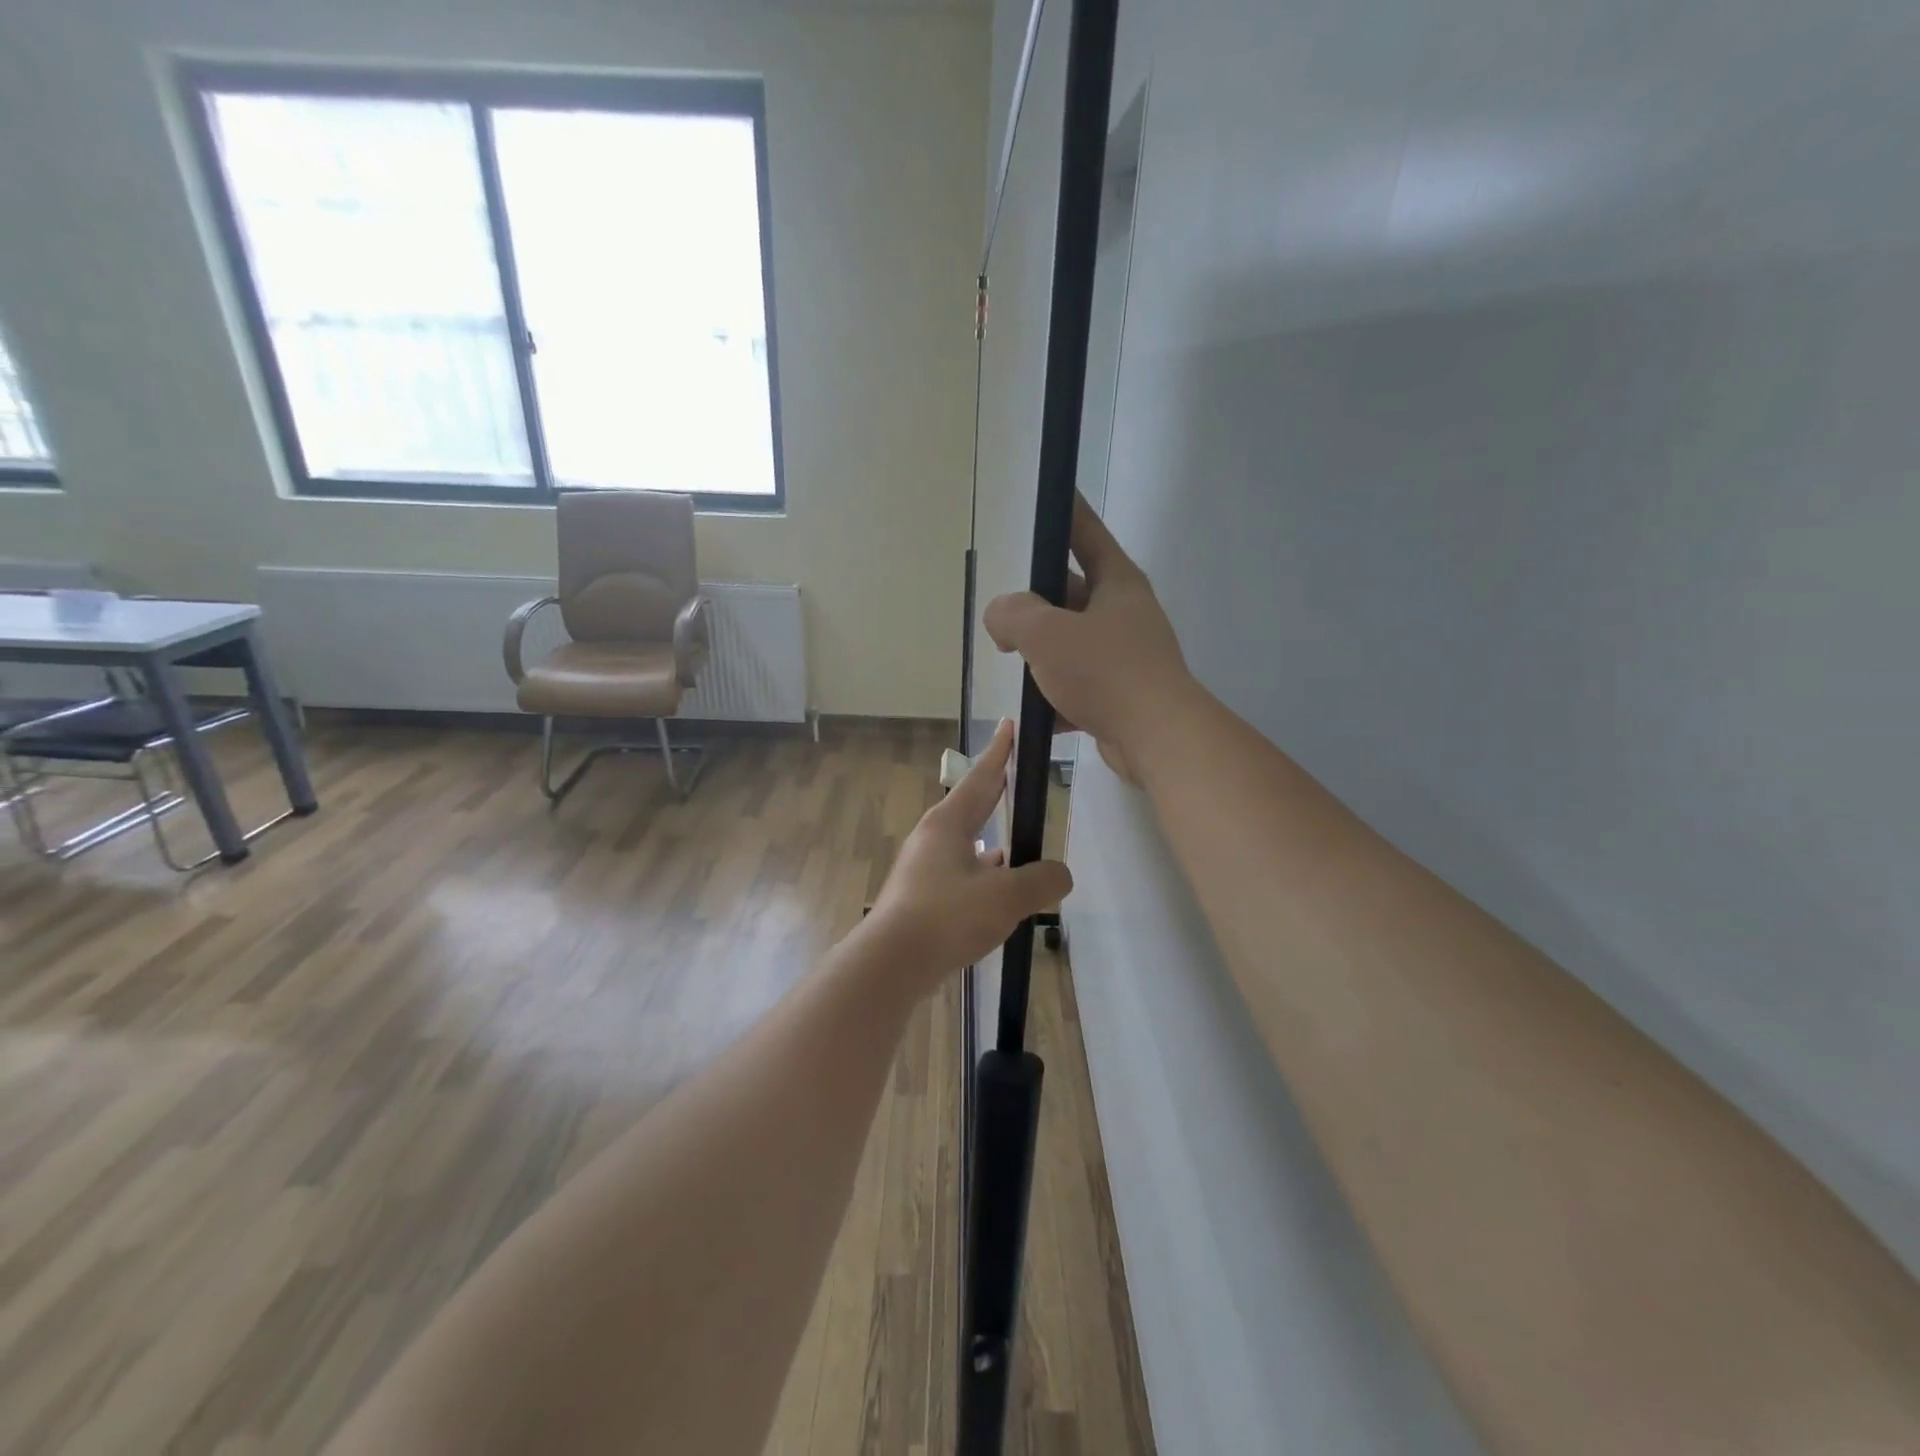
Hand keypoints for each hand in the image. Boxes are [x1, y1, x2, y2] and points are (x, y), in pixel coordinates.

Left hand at [862, 720, 1072, 991]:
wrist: (891, 963)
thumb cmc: (947, 916)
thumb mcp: (1007, 897)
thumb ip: (1041, 881)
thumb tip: (1060, 875)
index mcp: (949, 823)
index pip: (983, 777)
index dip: (1001, 752)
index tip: (1009, 726)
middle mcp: (932, 838)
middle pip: (971, 805)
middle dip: (996, 791)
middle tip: (1017, 776)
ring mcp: (923, 868)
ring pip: (965, 843)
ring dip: (990, 838)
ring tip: (1017, 843)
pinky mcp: (921, 896)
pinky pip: (960, 872)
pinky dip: (981, 872)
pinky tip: (995, 890)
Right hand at [983, 494, 1192, 784]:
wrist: (1157, 738)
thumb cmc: (1104, 672)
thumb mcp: (1045, 633)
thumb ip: (1012, 614)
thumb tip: (1001, 617)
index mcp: (1116, 583)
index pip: (1086, 533)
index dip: (1067, 512)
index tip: (1053, 495)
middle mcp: (1126, 613)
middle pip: (1072, 595)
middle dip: (1038, 609)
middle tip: (1007, 626)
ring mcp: (1129, 655)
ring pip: (1074, 644)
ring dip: (1046, 658)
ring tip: (1021, 672)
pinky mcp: (1125, 694)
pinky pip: (1083, 686)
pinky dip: (1061, 698)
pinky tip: (1043, 717)